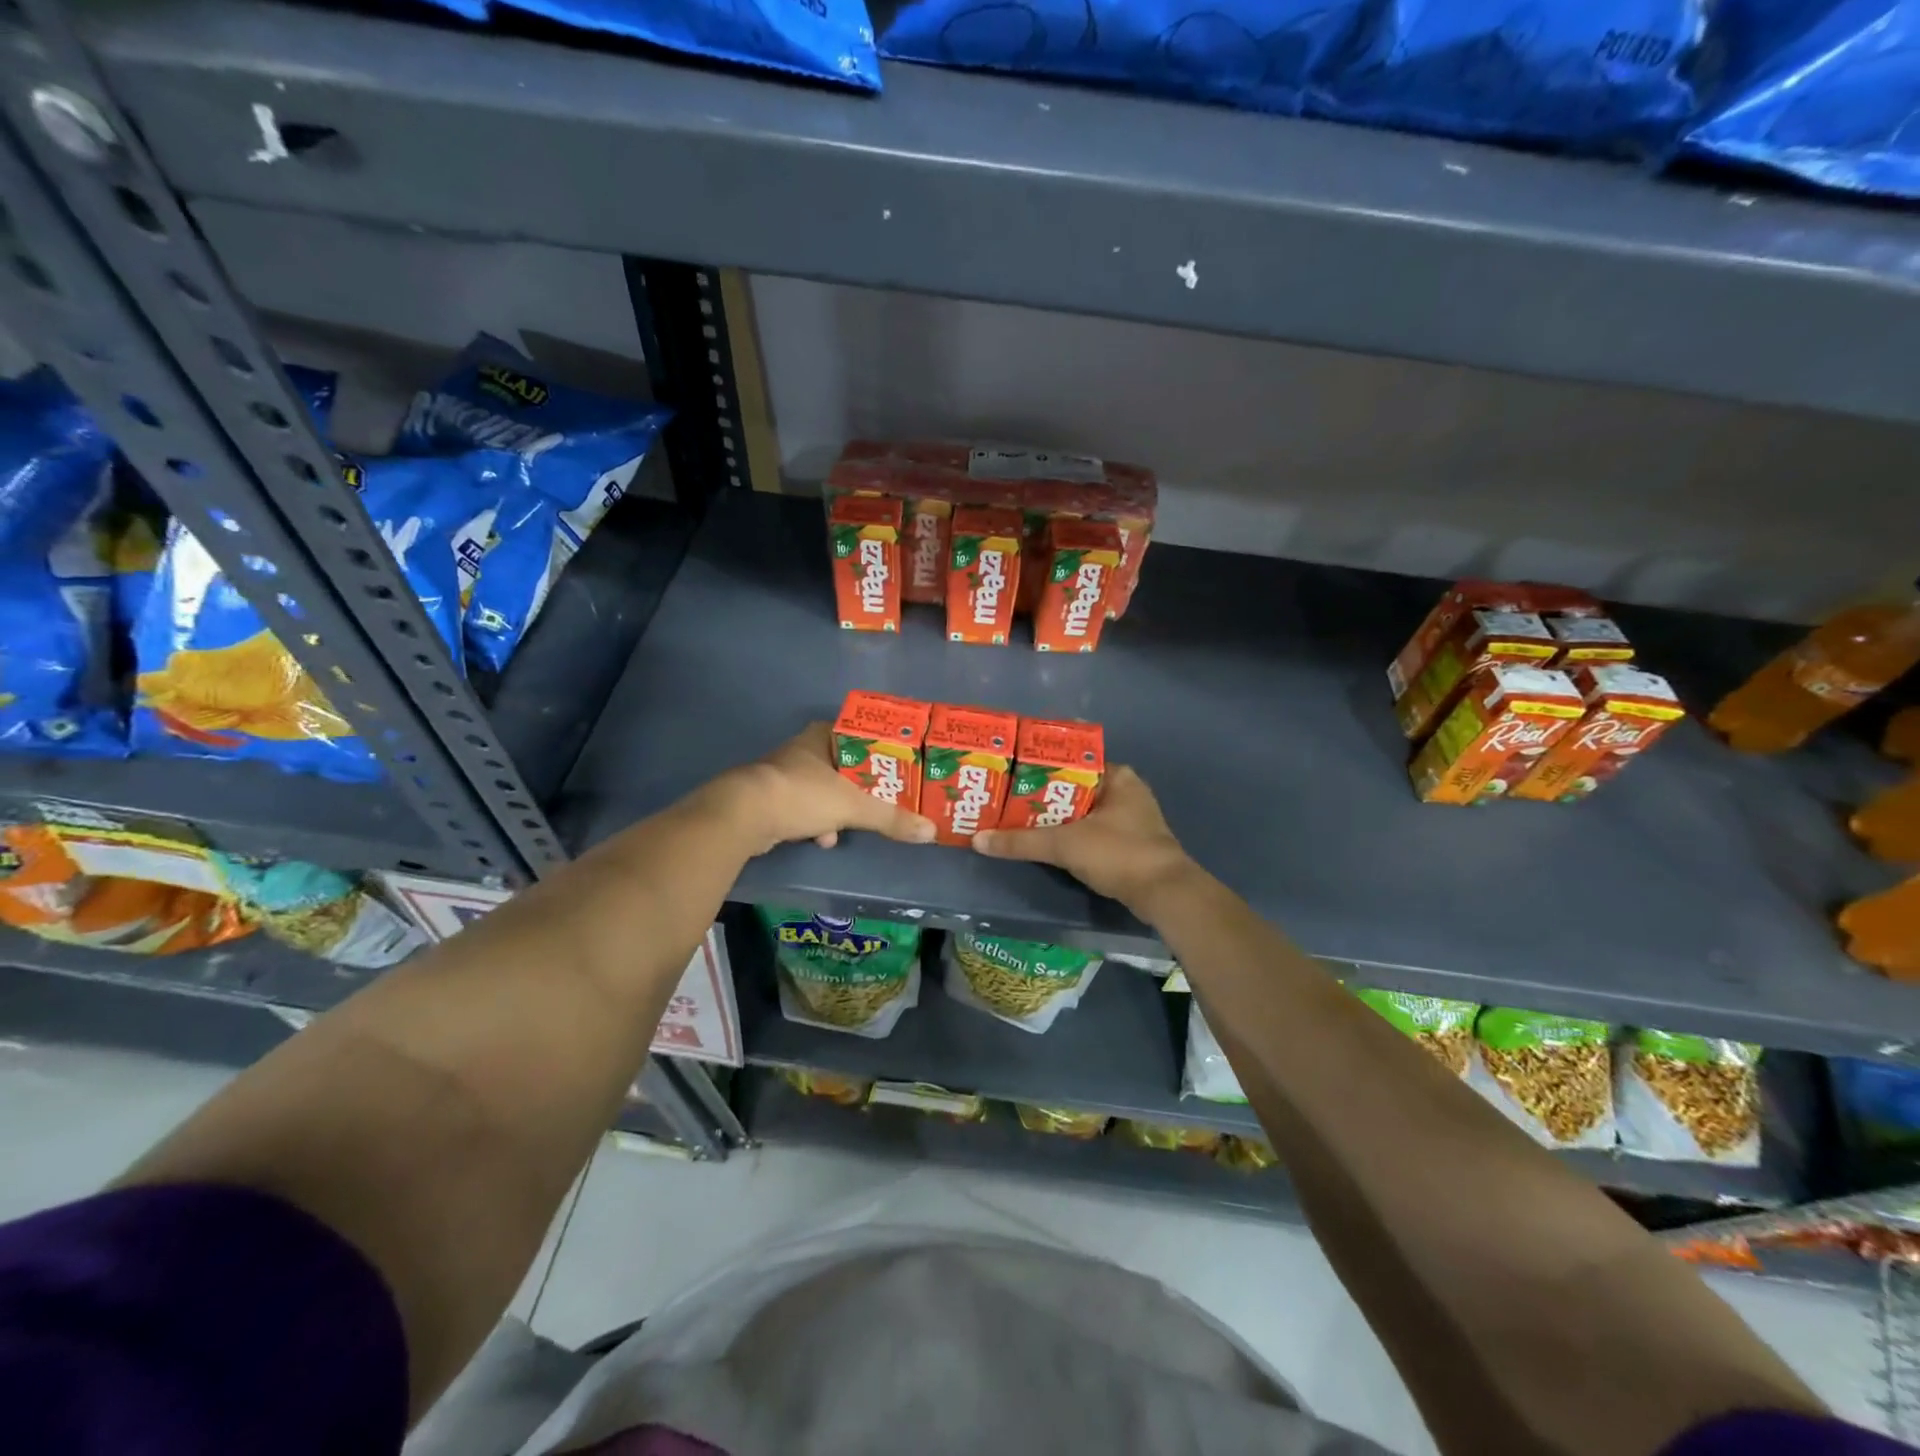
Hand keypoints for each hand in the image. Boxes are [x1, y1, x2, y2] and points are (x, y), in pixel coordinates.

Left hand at [707, 723, 935, 854]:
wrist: (744, 815)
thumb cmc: (802, 794)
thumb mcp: (853, 806)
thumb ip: (891, 817)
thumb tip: (931, 831)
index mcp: (822, 736)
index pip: (858, 734)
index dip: (878, 749)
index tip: (895, 766)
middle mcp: (802, 750)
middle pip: (843, 765)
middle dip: (860, 785)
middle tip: (882, 798)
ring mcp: (783, 775)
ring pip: (822, 789)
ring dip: (837, 807)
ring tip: (852, 823)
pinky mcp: (770, 799)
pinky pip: (803, 809)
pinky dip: (815, 823)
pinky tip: (824, 839)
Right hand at [973, 766, 1197, 919]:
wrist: (1165, 895)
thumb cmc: (1118, 853)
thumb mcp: (1064, 844)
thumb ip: (1021, 841)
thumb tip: (978, 840)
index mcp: (1117, 776)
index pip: (1072, 760)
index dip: (1041, 766)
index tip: (1012, 772)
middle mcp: (1126, 791)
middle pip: (1075, 787)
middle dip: (1043, 794)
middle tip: (1007, 798)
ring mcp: (1131, 819)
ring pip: (1083, 812)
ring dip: (1056, 818)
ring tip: (1017, 819)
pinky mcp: (1130, 844)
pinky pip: (1091, 831)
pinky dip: (1070, 836)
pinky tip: (1045, 843)